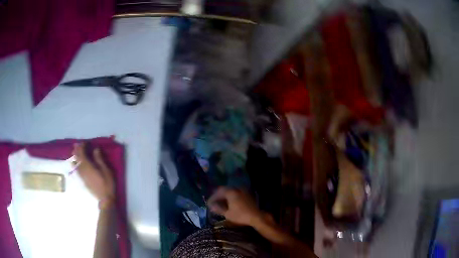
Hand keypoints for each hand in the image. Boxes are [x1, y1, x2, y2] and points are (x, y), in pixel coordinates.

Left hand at [73, 143, 115, 206]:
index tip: (84, 142)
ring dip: (74, 157)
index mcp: (88, 166)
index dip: (82, 147)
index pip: (82, 154)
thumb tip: (95, 149)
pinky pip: (76, 170)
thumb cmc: (107, 184)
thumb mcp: (106, 171)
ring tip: (74, 152)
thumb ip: (99, 160)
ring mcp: (82, 176)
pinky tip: (74, 164)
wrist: (105, 199)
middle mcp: (83, 170)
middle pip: (77, 158)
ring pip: (75, 164)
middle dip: (76, 150)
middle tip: (76, 145)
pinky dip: (75, 165)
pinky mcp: (83, 180)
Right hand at [208, 187, 263, 226]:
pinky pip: (236, 193)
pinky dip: (231, 196)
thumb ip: (218, 209)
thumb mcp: (227, 214)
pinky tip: (230, 202)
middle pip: (225, 190)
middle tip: (214, 201)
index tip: (209, 203)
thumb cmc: (240, 215)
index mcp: (231, 192)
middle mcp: (236, 189)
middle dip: (218, 195)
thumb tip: (211, 206)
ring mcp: (243, 191)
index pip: (218, 192)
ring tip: (221, 202)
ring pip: (231, 191)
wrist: (256, 216)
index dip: (212, 197)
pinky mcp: (247, 194)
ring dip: (225, 195)